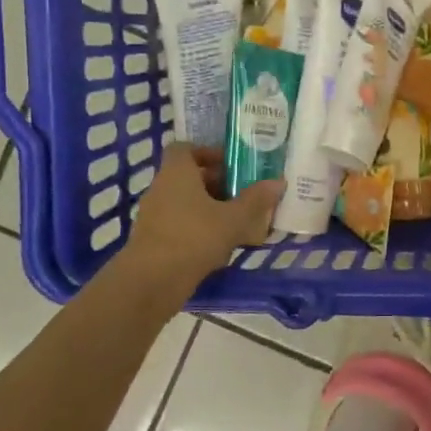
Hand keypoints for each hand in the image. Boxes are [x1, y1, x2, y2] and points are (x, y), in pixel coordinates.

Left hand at [119, 145, 281, 289]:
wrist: (152, 282)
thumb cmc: (194, 238)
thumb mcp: (234, 218)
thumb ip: (256, 199)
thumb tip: (278, 181)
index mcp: (177, 174)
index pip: (185, 149)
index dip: (208, 153)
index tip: (233, 165)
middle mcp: (161, 189)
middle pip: (190, 177)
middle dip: (219, 184)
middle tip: (246, 193)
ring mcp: (155, 216)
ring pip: (187, 203)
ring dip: (212, 208)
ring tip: (241, 221)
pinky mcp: (155, 240)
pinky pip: (182, 225)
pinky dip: (201, 229)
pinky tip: (223, 246)